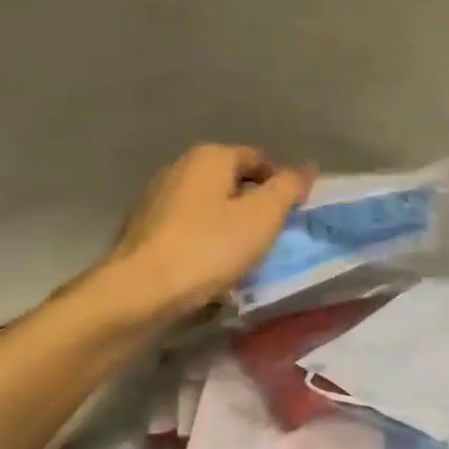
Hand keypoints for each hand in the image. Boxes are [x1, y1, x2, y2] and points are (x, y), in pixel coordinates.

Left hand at [100, 144, 314, 316]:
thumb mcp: (263, 216)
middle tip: (271, 237)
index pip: (258, 159)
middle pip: (231, 180)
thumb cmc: (209, 248)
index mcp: (209, 157)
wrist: (140, 292)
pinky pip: (188, 227)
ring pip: (208, 205)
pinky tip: (211, 266)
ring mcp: (156, 197)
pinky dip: (205, 239)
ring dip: (229, 224)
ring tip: (244, 255)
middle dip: (254, 204)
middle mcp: (180, 167)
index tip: (292, 216)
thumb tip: (307, 167)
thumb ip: (288, 187)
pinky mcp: (143, 229)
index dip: (281, 183)